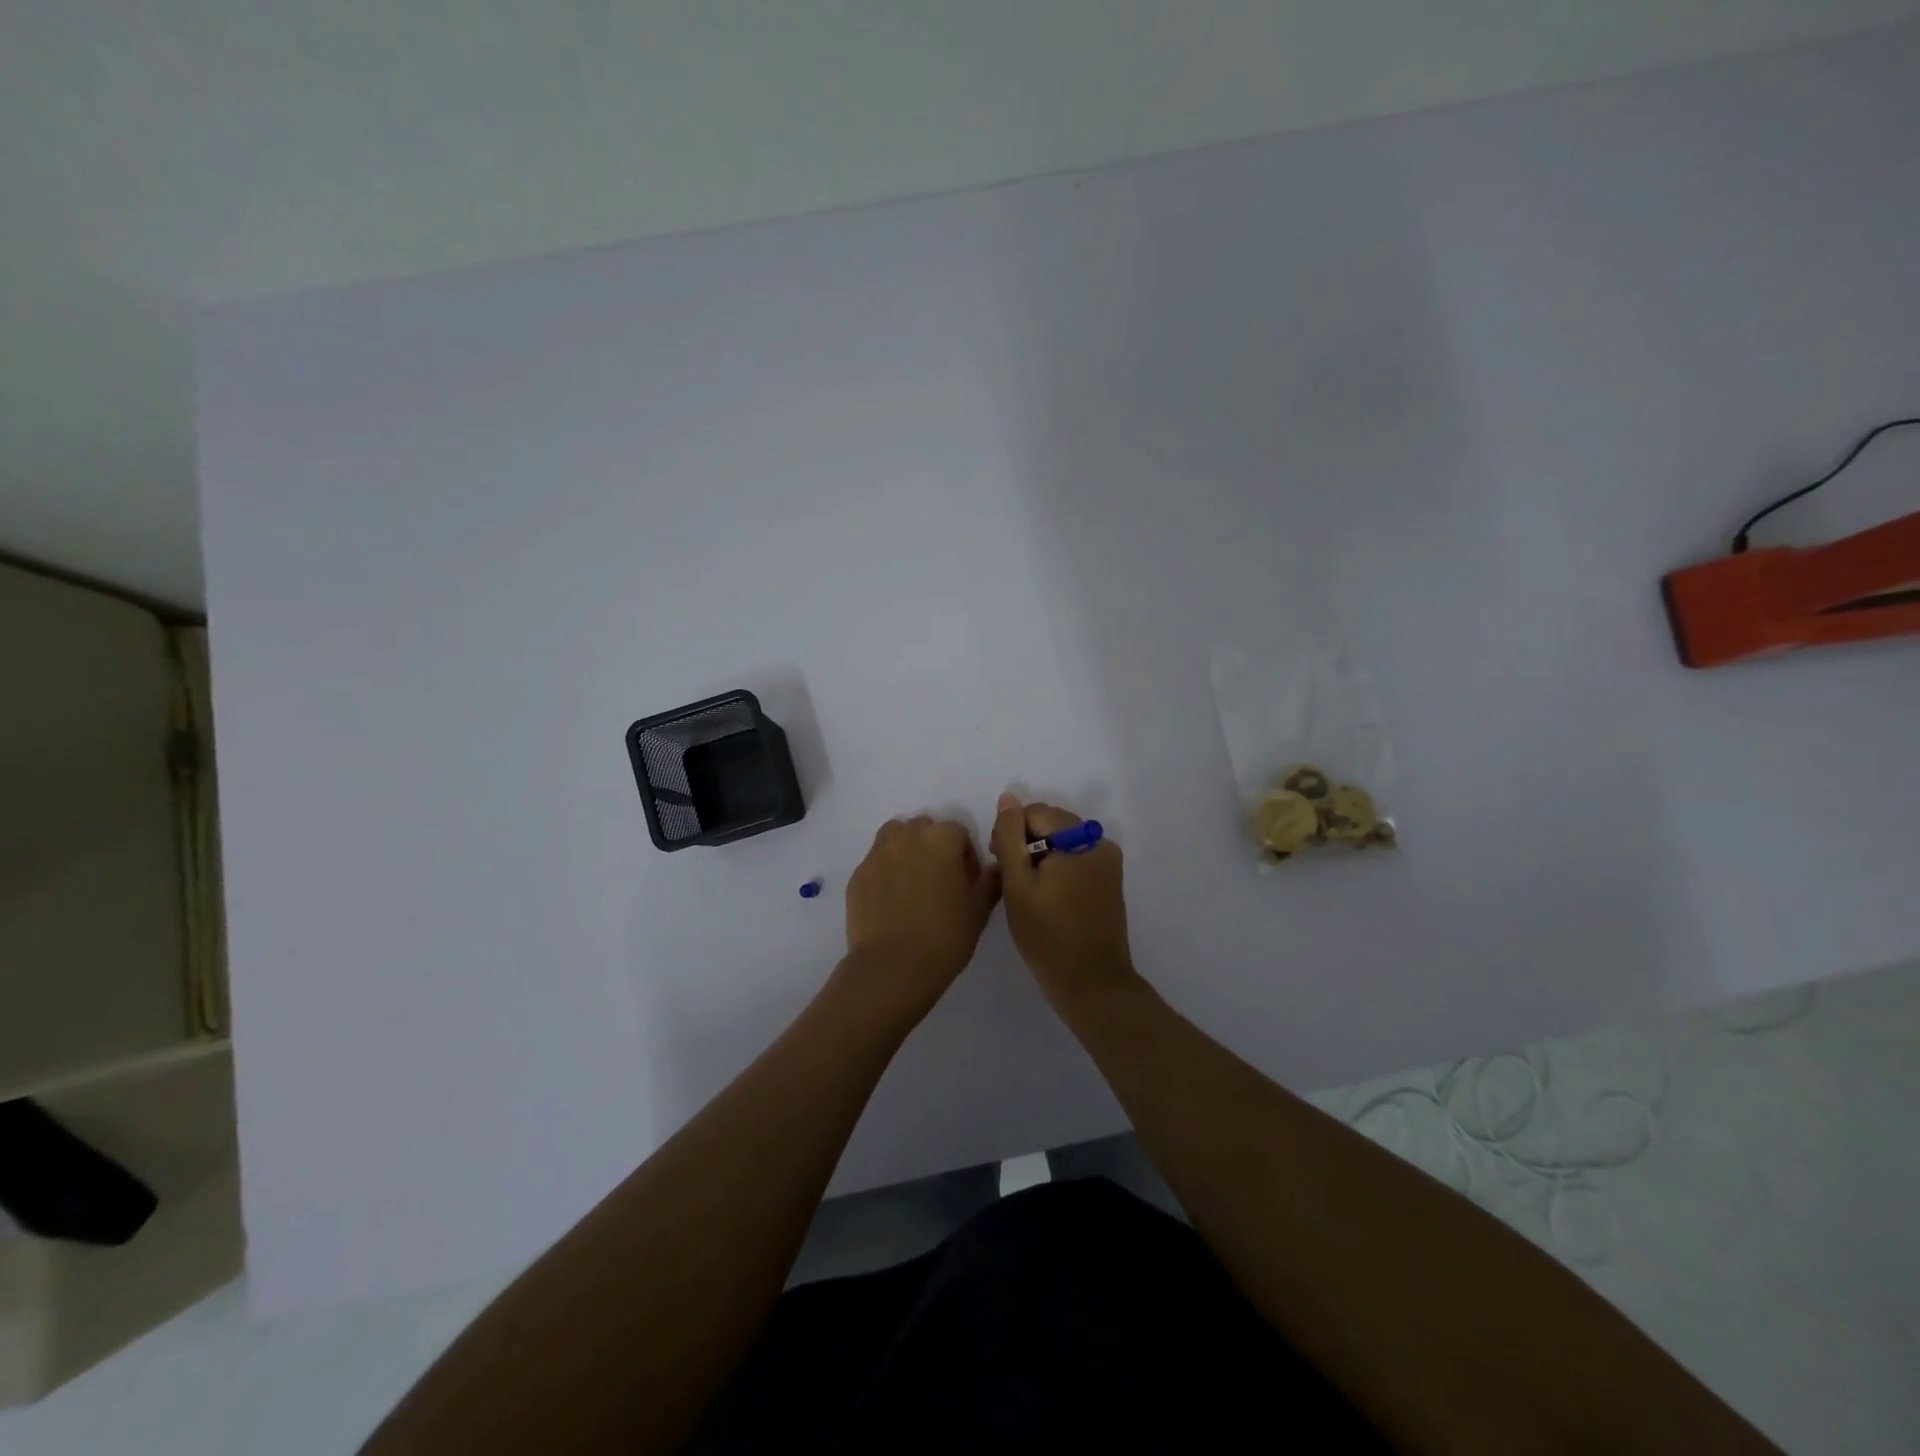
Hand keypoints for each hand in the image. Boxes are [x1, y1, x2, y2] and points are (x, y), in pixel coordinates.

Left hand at [843, 815, 1000, 1018]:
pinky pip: (875, 860)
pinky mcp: (858, 874)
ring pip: (895, 835)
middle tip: (939, 879)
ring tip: (912, 880)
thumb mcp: (979, 911)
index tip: (966, 881)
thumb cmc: (944, 937)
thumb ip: (990, 882)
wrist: (892, 967)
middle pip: (924, 827)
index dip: (965, 854)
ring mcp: (878, 854)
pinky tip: (890, 898)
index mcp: (941, 839)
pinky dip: (885, 869)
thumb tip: (994, 868)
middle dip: (934, 846)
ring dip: (906, 848)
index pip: (958, 831)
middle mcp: (907, 837)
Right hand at [989, 793, 1137, 1008]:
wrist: (1091, 983)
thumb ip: (1009, 836)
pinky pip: (1077, 859)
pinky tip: (1049, 898)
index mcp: (1079, 838)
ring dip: (1042, 857)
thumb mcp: (1018, 884)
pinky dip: (1059, 869)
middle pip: (1052, 824)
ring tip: (1029, 892)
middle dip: (1027, 843)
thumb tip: (1008, 798)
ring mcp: (1108, 862)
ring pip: (1063, 841)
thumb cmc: (1047, 935)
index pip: (1035, 813)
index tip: (999, 863)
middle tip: (1011, 881)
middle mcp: (1099, 842)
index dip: (1011, 833)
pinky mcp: (1111, 881)